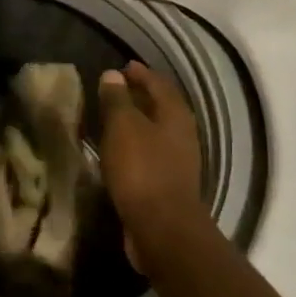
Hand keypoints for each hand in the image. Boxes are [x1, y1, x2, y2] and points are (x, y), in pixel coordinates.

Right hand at [97, 61, 213, 271]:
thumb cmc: (142, 170)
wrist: (162, 228)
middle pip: (162, 107)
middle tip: (115, 90)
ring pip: (156, 131)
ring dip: (137, 122)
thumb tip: (113, 74)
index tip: (122, 68)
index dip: (141, 74)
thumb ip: (117, 100)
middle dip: (140, 96)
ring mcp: (179, 160)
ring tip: (113, 119)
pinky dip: (135, 146)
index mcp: (176, 114)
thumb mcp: (123, 128)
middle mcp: (183, 134)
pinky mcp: (169, 183)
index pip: (159, 83)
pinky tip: (118, 151)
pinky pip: (151, 154)